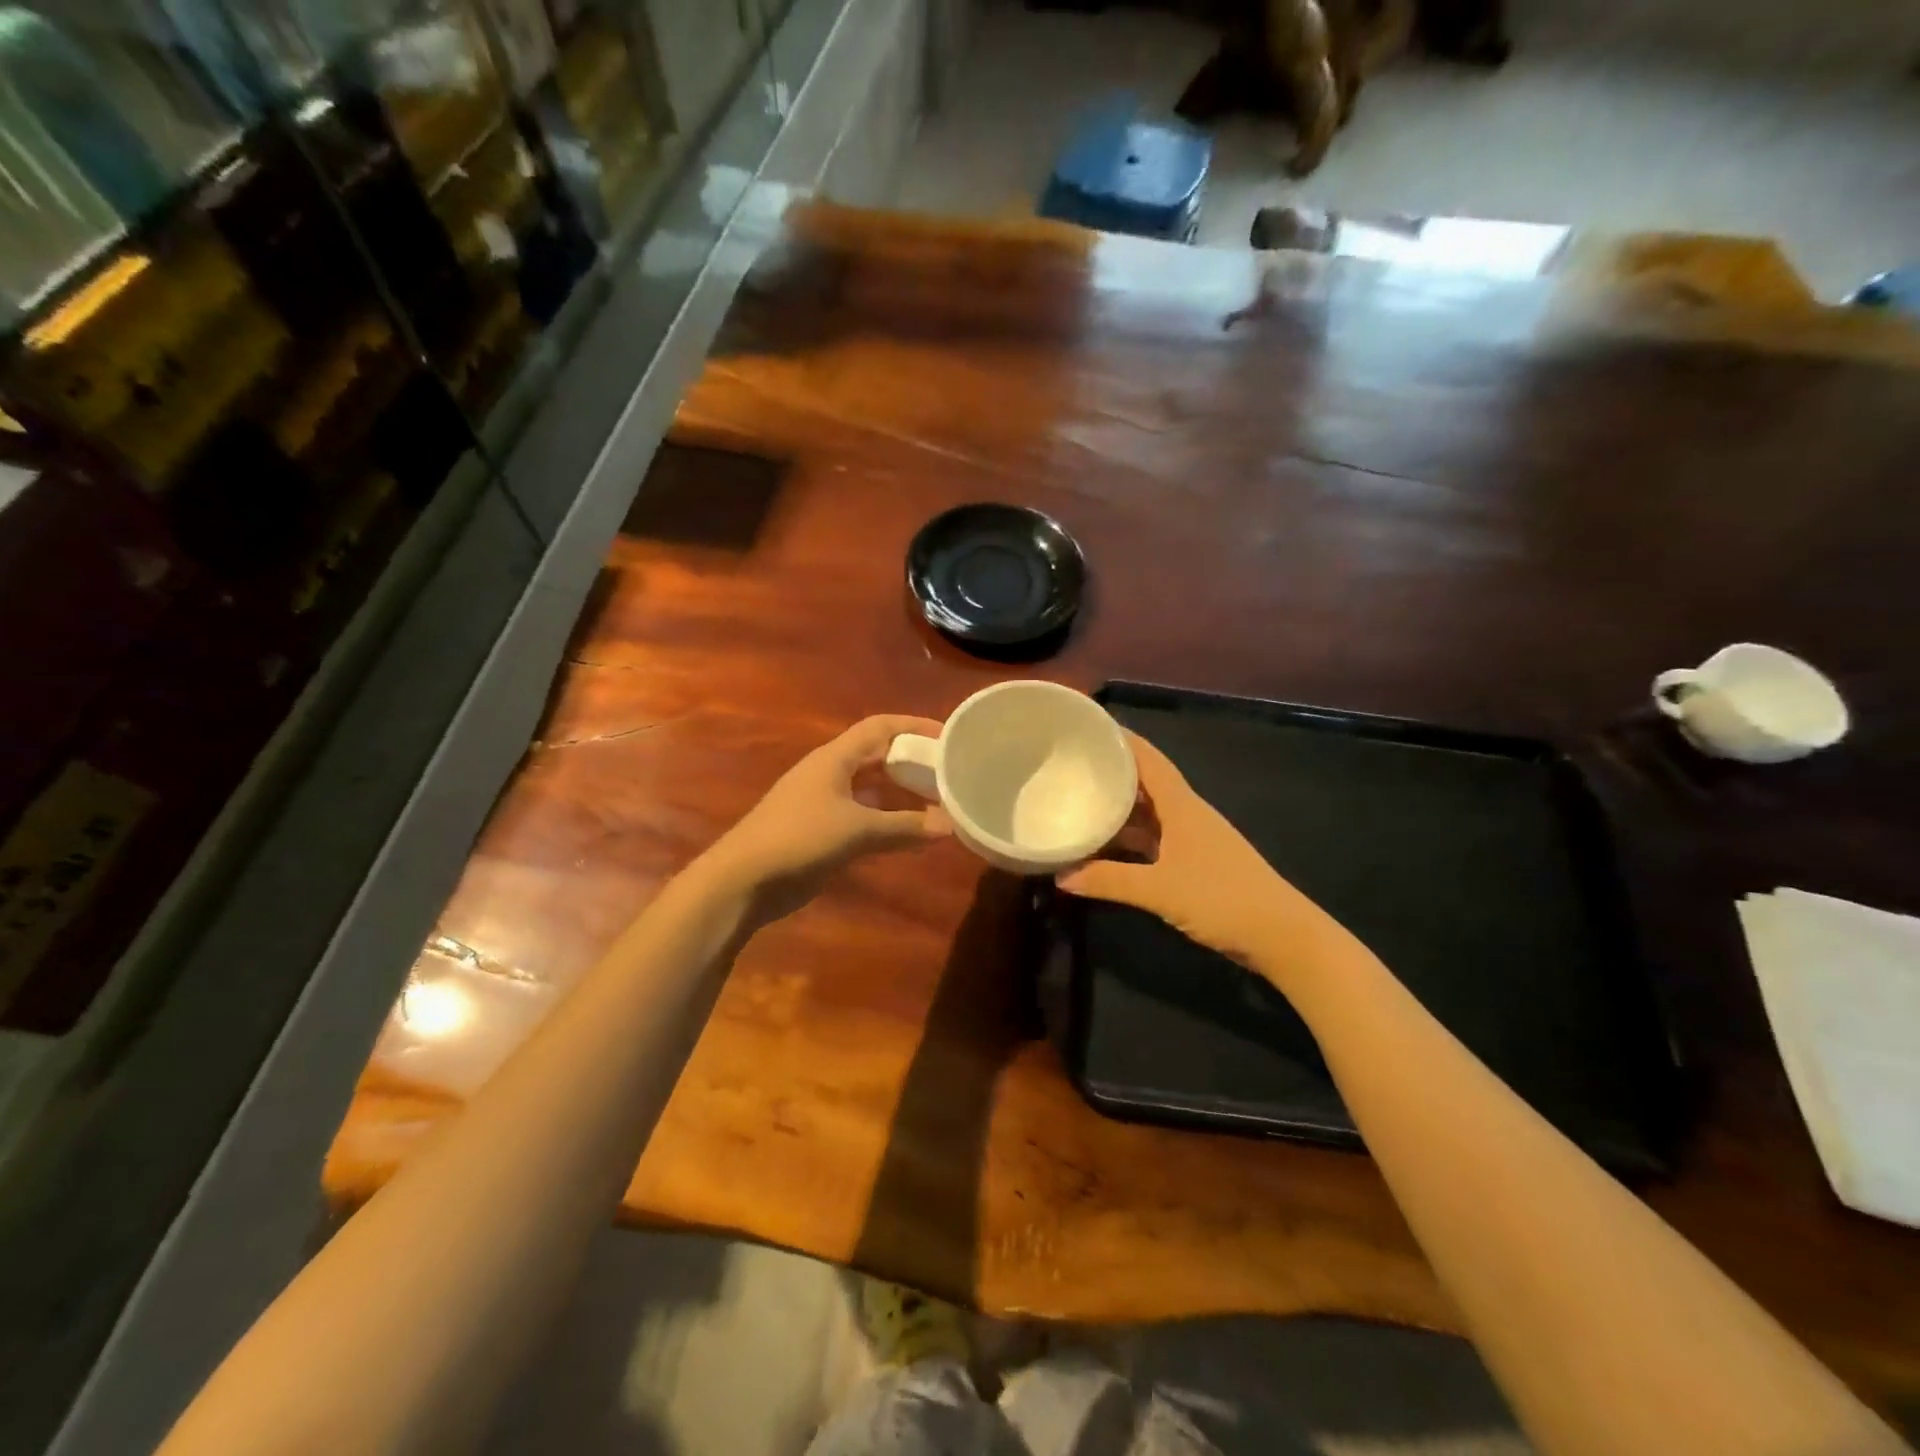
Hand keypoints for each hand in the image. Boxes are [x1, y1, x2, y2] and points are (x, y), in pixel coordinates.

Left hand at [703, 715, 951, 921]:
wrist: (743, 880)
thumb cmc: (799, 839)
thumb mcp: (857, 830)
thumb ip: (904, 826)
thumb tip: (950, 825)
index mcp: (835, 758)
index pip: (880, 727)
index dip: (914, 726)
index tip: (949, 735)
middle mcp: (830, 773)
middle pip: (878, 756)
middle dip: (912, 761)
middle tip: (950, 772)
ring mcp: (824, 802)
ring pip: (872, 788)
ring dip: (902, 793)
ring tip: (939, 802)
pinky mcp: (821, 831)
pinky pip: (863, 816)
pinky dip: (888, 820)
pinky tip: (910, 833)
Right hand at [1057, 732, 1301, 969]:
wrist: (1281, 935)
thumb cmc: (1221, 898)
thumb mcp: (1159, 890)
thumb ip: (1108, 881)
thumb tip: (1060, 876)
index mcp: (1181, 805)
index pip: (1147, 759)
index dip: (1121, 739)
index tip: (1088, 727)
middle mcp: (1186, 814)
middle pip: (1145, 783)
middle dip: (1111, 772)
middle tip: (1071, 766)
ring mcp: (1192, 839)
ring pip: (1148, 814)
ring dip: (1119, 808)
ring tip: (1079, 802)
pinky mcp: (1194, 863)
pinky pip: (1153, 840)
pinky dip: (1129, 839)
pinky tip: (1105, 847)